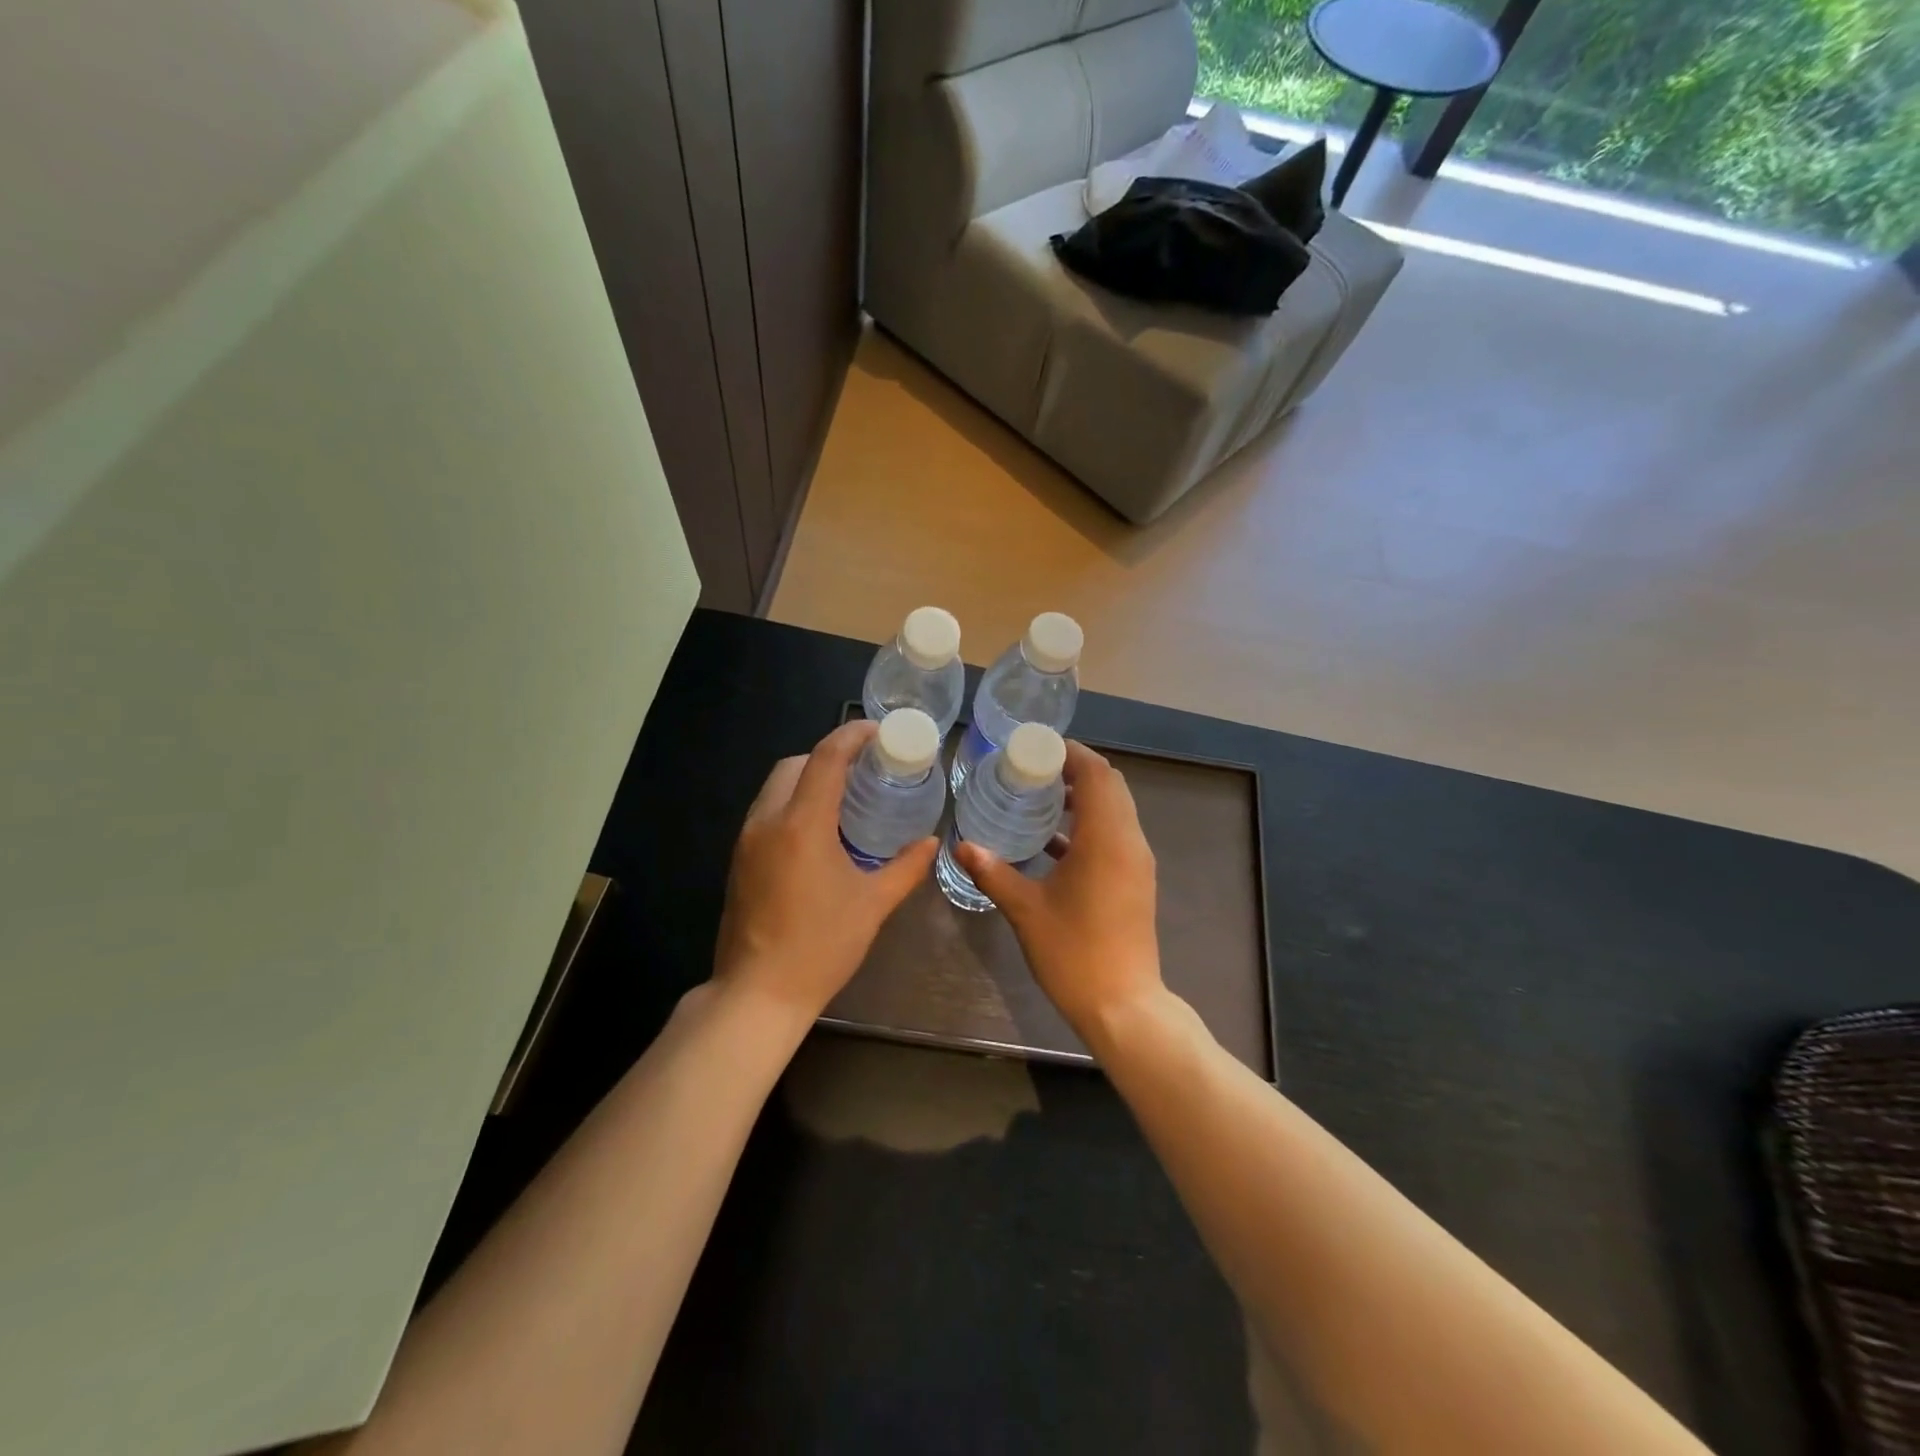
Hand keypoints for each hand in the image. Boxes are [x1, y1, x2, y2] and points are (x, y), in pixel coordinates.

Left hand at [711, 720, 937, 1022]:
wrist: (758, 994)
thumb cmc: (822, 947)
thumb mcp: (873, 905)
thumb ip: (905, 867)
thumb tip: (931, 842)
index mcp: (801, 825)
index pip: (825, 759)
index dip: (851, 736)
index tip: (877, 731)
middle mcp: (767, 822)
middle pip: (794, 765)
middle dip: (828, 755)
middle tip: (865, 767)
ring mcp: (747, 841)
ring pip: (775, 787)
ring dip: (808, 778)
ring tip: (845, 795)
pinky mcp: (739, 860)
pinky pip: (767, 811)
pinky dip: (793, 802)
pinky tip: (820, 828)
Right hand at [955, 741, 1163, 1039]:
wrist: (1123, 1006)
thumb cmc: (1074, 953)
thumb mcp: (1025, 910)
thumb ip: (993, 872)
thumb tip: (961, 845)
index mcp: (1106, 839)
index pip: (1096, 774)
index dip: (1070, 753)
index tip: (1036, 749)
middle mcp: (1129, 841)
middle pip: (1110, 785)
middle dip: (1076, 770)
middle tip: (1034, 769)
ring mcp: (1136, 862)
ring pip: (1116, 809)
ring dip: (1084, 797)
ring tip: (1040, 798)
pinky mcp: (1135, 881)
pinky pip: (1115, 834)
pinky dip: (1089, 825)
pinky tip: (1053, 842)